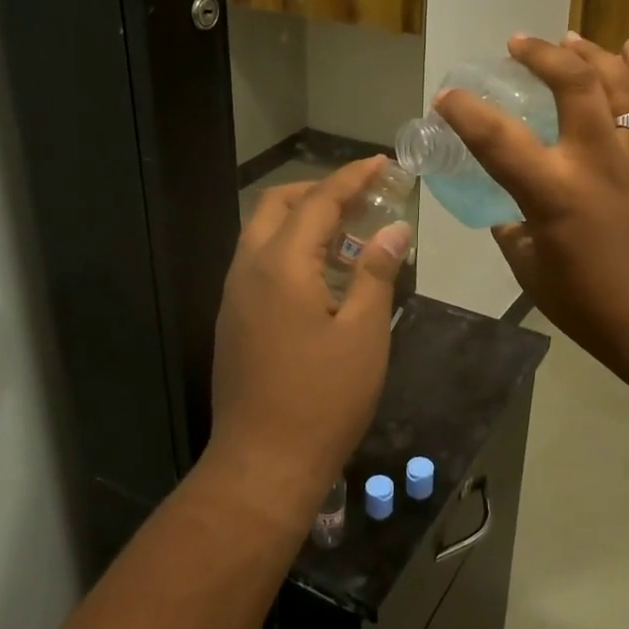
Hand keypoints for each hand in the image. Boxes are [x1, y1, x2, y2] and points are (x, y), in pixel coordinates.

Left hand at [205, 157, 410, 524]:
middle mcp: (248, 269)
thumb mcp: (363, 332)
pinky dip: (290, 250)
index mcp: (280, 265)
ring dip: (303, 220)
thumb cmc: (322, 398)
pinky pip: (260, 263)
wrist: (262, 464)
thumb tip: (395, 229)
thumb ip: (376, 272)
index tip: (382, 163)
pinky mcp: (233, 320)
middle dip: (320, 191)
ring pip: (264, 234)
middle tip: (363, 197)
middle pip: (278, 206)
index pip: (318, 201)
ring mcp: (234, 296)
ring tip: (349, 233)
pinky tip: (323, 275)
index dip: (352, 178)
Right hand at [435, 33, 628, 384]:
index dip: (465, 111)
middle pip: (573, 83)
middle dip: (541, 54)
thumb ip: (514, 231)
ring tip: (566, 37)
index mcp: (553, 193)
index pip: (497, 140)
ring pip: (617, 81)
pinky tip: (628, 45)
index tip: (446, 96)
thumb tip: (510, 212)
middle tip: (517, 45)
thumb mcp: (531, 271)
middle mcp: (596, 160)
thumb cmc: (592, 306)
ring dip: (589, 52)